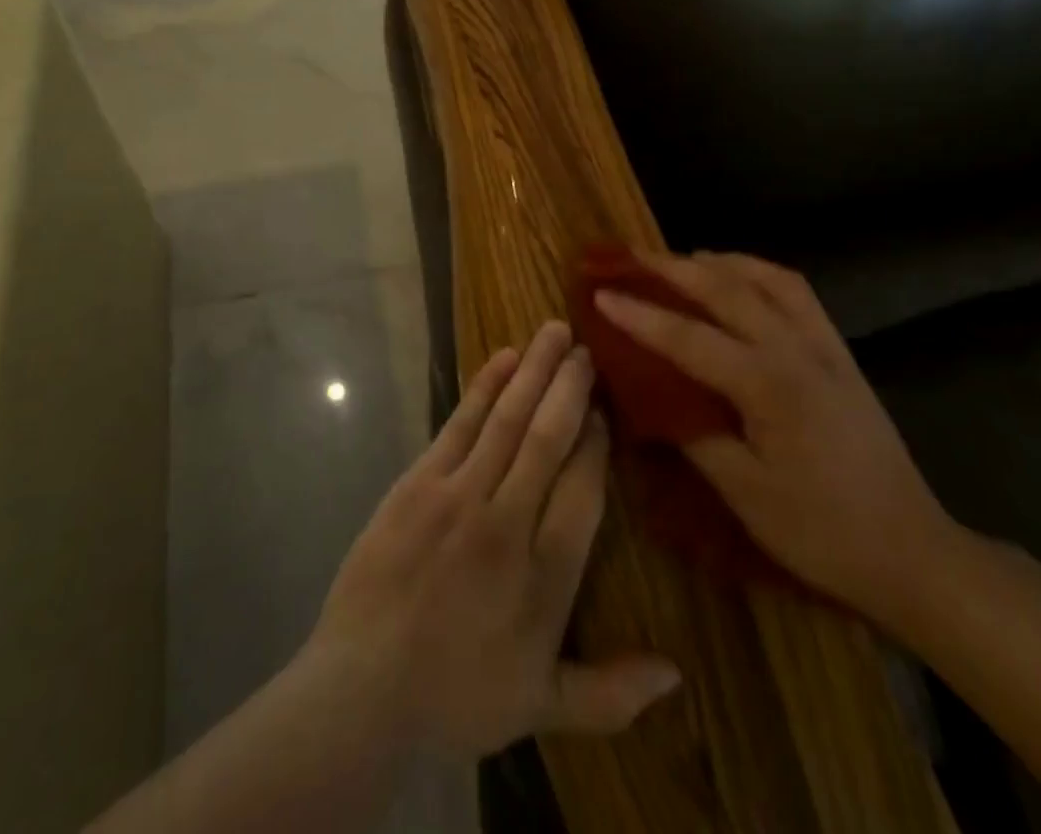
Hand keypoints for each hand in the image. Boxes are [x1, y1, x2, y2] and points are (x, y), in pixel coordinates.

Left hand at [307, 321, 681, 758]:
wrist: (363, 692)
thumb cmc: (457, 699)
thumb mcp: (541, 707)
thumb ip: (612, 692)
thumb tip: (677, 673)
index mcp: (546, 576)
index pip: (584, 489)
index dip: (597, 443)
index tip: (605, 408)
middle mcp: (508, 523)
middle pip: (548, 439)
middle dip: (570, 388)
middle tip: (587, 349)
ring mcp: (459, 496)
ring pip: (507, 420)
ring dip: (534, 372)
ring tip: (555, 332)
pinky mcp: (418, 483)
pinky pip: (460, 425)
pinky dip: (484, 388)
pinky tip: (504, 359)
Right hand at [596, 252, 954, 621]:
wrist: (912, 551)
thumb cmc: (822, 531)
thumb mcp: (746, 494)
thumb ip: (694, 434)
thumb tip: (651, 394)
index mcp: (768, 385)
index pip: (688, 337)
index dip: (639, 315)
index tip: (600, 294)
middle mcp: (796, 348)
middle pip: (724, 289)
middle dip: (671, 268)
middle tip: (628, 257)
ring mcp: (823, 344)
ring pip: (764, 277)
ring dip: (717, 261)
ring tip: (678, 260)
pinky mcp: (839, 351)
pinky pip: (795, 291)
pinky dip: (758, 272)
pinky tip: (739, 279)